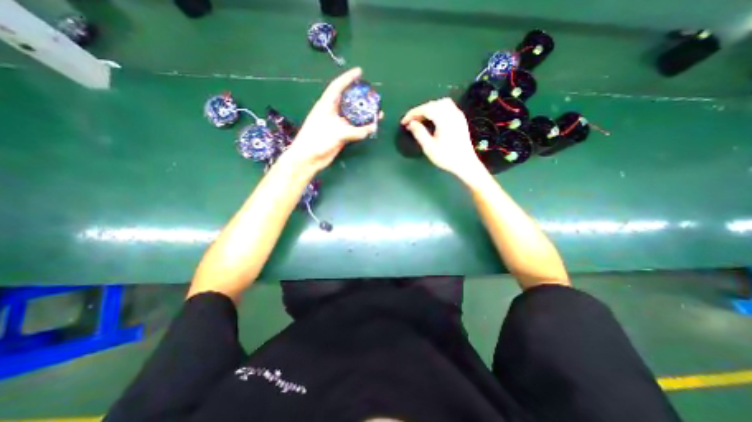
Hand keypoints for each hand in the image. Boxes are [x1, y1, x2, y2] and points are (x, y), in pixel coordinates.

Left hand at [284, 67, 379, 172]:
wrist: (309, 158)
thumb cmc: (317, 140)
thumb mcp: (336, 133)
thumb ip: (355, 131)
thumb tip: (371, 128)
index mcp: (326, 105)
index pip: (338, 87)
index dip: (348, 78)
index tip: (360, 72)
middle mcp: (332, 113)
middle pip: (348, 101)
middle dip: (360, 97)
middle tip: (372, 95)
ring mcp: (337, 125)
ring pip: (353, 116)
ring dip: (364, 115)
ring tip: (377, 112)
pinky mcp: (340, 136)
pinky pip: (354, 129)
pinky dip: (363, 128)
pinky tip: (371, 127)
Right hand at [403, 98, 483, 181]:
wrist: (465, 164)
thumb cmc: (446, 157)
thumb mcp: (429, 147)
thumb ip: (419, 133)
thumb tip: (411, 123)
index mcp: (444, 120)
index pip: (426, 109)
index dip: (413, 113)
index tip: (404, 122)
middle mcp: (452, 114)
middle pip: (433, 104)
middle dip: (420, 110)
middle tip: (411, 121)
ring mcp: (458, 116)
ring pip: (441, 103)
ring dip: (429, 108)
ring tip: (420, 119)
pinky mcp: (460, 120)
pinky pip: (448, 107)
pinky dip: (437, 109)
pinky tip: (432, 119)